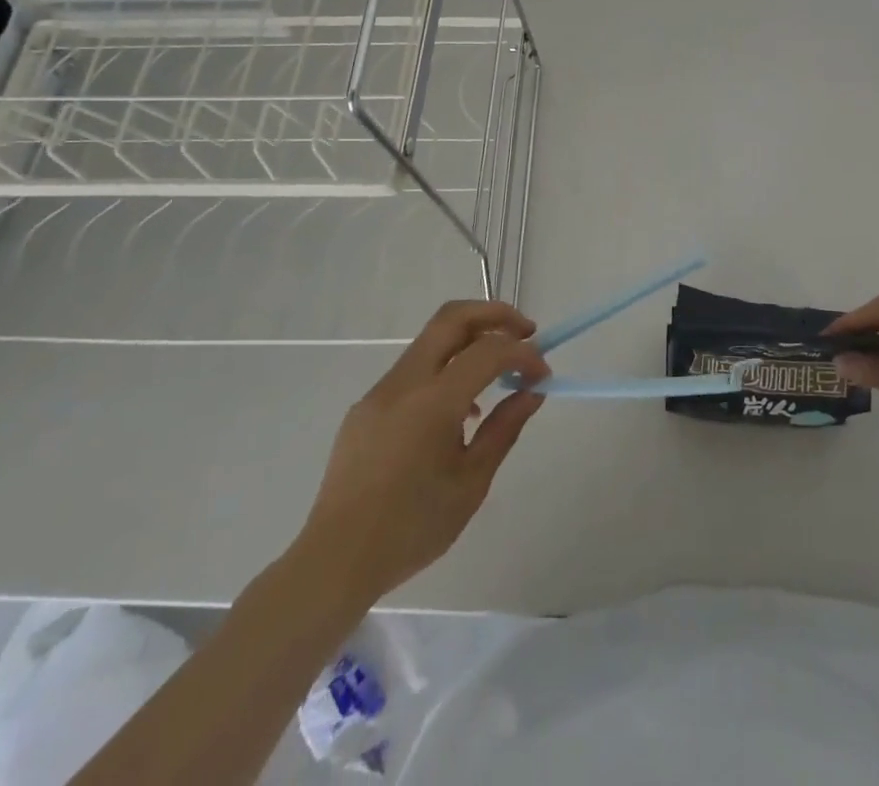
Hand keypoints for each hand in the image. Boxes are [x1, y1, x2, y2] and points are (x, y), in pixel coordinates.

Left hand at [293, 300, 550, 601]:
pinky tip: (459, 411)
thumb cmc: (411, 528)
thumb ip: (504, 428)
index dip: (523, 354)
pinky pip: (413, 370)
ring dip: (470, 341)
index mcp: (431, 403)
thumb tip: (532, 392)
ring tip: (498, 375)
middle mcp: (403, 383)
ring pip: (431, 340)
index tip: (543, 374)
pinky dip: (445, 369)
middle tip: (526, 332)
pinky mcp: (366, 407)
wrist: (335, 562)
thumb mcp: (471, 483)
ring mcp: (380, 391)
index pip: (488, 352)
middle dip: (495, 315)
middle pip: (452, 318)